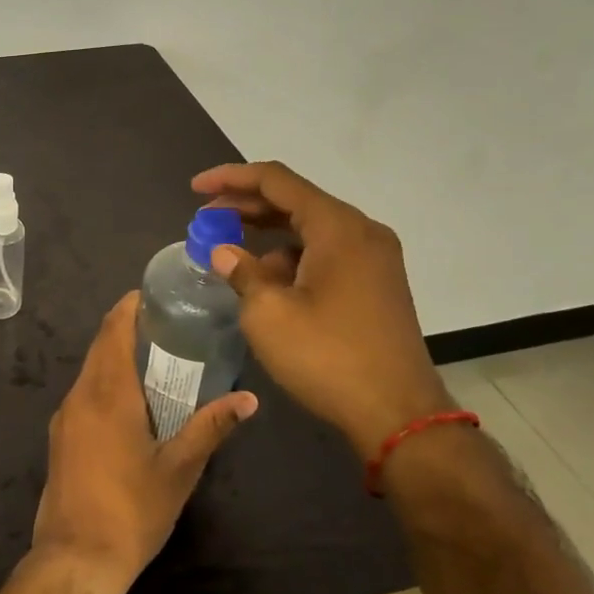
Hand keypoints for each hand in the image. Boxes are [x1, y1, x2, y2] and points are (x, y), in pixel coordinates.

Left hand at [32, 293, 257, 593]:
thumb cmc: (132, 509)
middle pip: (100, 347)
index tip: (153, 295)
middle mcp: (79, 395)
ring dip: (115, 357)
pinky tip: (130, 400)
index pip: (113, 331)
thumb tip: (248, 399)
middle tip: (164, 324)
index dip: (129, 307)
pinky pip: (83, 394)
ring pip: (90, 371)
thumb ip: (211, 427)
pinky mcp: (59, 438)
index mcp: (107, 393)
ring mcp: (64, 417)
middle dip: (125, 329)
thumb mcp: (180, 469)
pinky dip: (104, 382)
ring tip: (153, 358)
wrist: (76, 557)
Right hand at [191, 161, 451, 460]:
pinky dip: (291, 254)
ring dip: (267, 231)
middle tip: (205, 218)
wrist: (398, 415)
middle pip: (295, 200)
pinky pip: (325, 251)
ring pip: (310, 227)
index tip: (195, 188)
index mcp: (337, 227)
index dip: (231, 178)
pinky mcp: (375, 283)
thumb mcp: (268, 314)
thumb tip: (225, 253)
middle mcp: (361, 231)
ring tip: (228, 248)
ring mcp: (374, 258)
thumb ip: (242, 272)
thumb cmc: (328, 357)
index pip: (276, 180)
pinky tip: (265, 277)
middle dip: (245, 205)